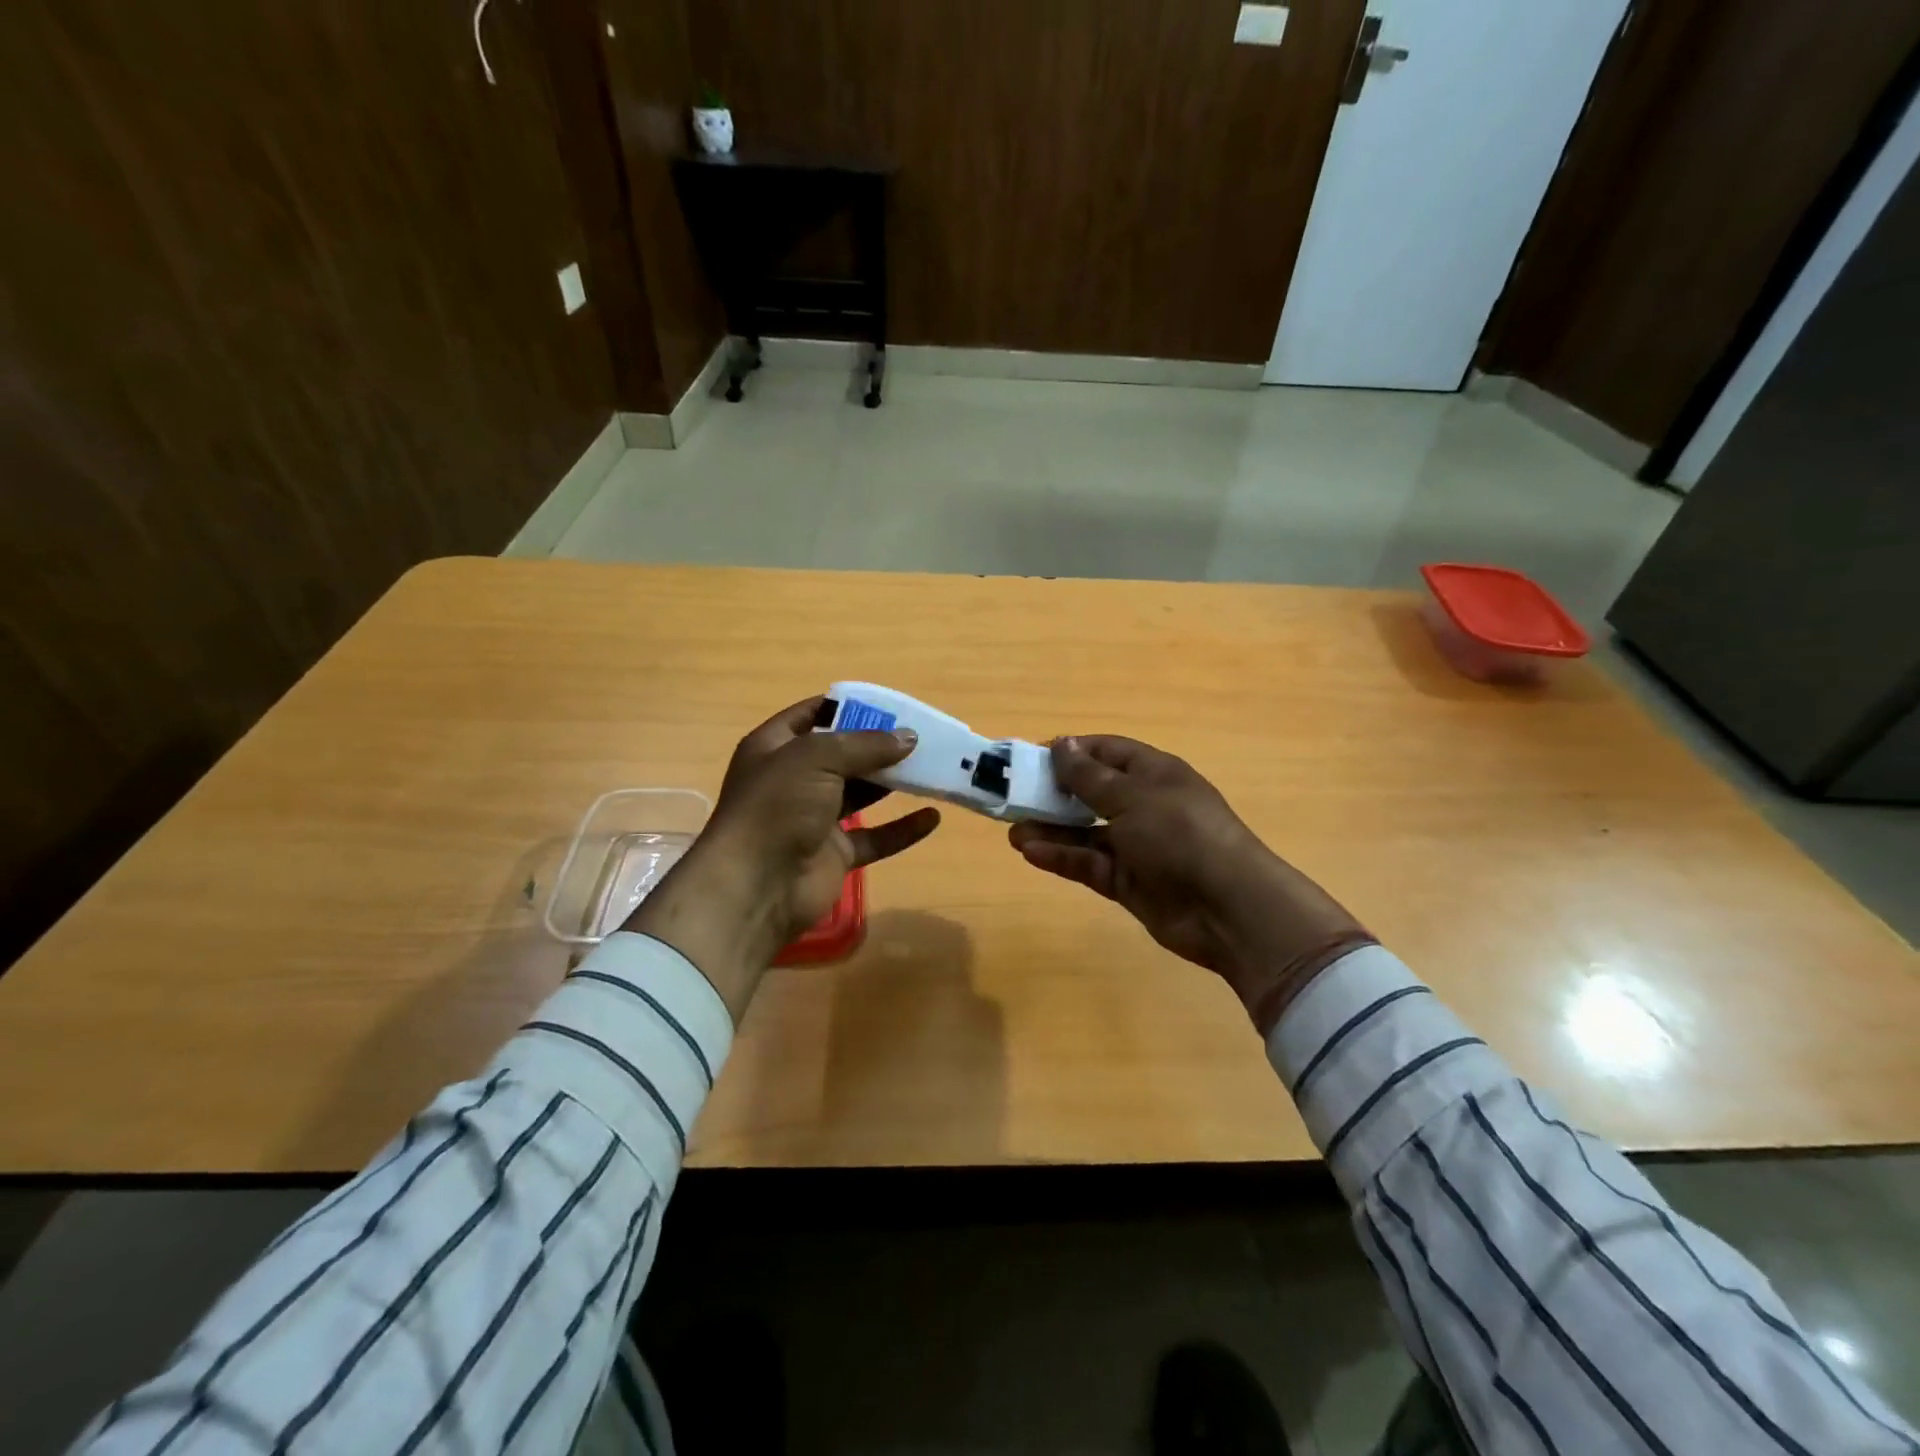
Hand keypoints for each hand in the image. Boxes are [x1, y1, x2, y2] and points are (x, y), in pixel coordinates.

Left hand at [626, 698, 941, 1021]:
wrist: (756, 886)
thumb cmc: (777, 806)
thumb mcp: (817, 758)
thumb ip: (865, 745)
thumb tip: (909, 737)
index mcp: (775, 748)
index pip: (811, 716)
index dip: (846, 707)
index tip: (888, 705)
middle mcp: (794, 780)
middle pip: (842, 756)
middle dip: (878, 746)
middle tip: (920, 737)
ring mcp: (814, 819)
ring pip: (861, 795)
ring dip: (893, 783)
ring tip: (932, 767)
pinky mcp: (834, 855)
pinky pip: (874, 838)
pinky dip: (902, 829)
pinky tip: (932, 817)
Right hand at [1008, 737, 1372, 1031]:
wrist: (1227, 907)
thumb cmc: (1179, 833)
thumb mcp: (1132, 796)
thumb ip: (1089, 776)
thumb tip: (1061, 744)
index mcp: (1153, 773)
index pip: (1106, 752)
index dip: (1071, 752)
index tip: (1032, 758)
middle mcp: (1144, 806)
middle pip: (1091, 793)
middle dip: (1054, 794)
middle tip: (1014, 797)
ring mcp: (1137, 846)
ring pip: (1085, 833)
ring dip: (1051, 830)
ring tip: (1013, 831)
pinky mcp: (1128, 883)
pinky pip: (1089, 864)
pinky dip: (1063, 858)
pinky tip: (1031, 853)